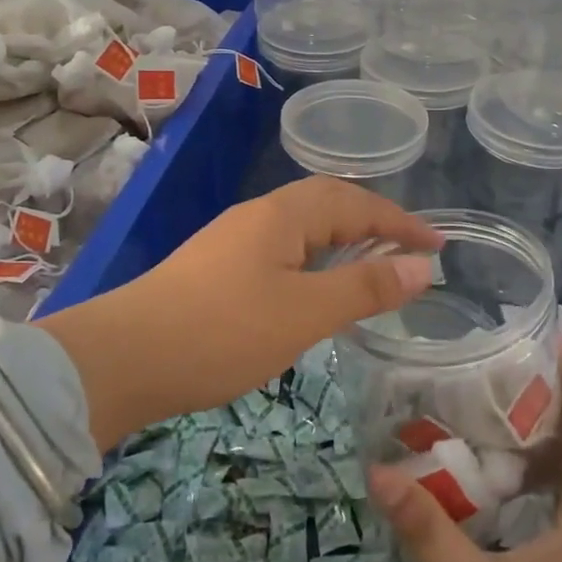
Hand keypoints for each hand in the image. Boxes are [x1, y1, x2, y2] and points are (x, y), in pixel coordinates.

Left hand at [37, 176, 440, 449]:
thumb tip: (421, 266)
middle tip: (407, 250)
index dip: (400, 220)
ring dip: (341, 241)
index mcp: (282, 215)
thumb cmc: (222, 332)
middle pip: (326, 204)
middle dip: (372, 222)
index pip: (354, 202)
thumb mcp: (303, 313)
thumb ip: (364, 288)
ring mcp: (231, 241)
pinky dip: (313, 261)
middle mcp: (256, 216)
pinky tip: (312, 290)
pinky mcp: (215, 269)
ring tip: (370, 267)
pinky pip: (281, 250)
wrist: (123, 359)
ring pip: (300, 229)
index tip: (438, 244)